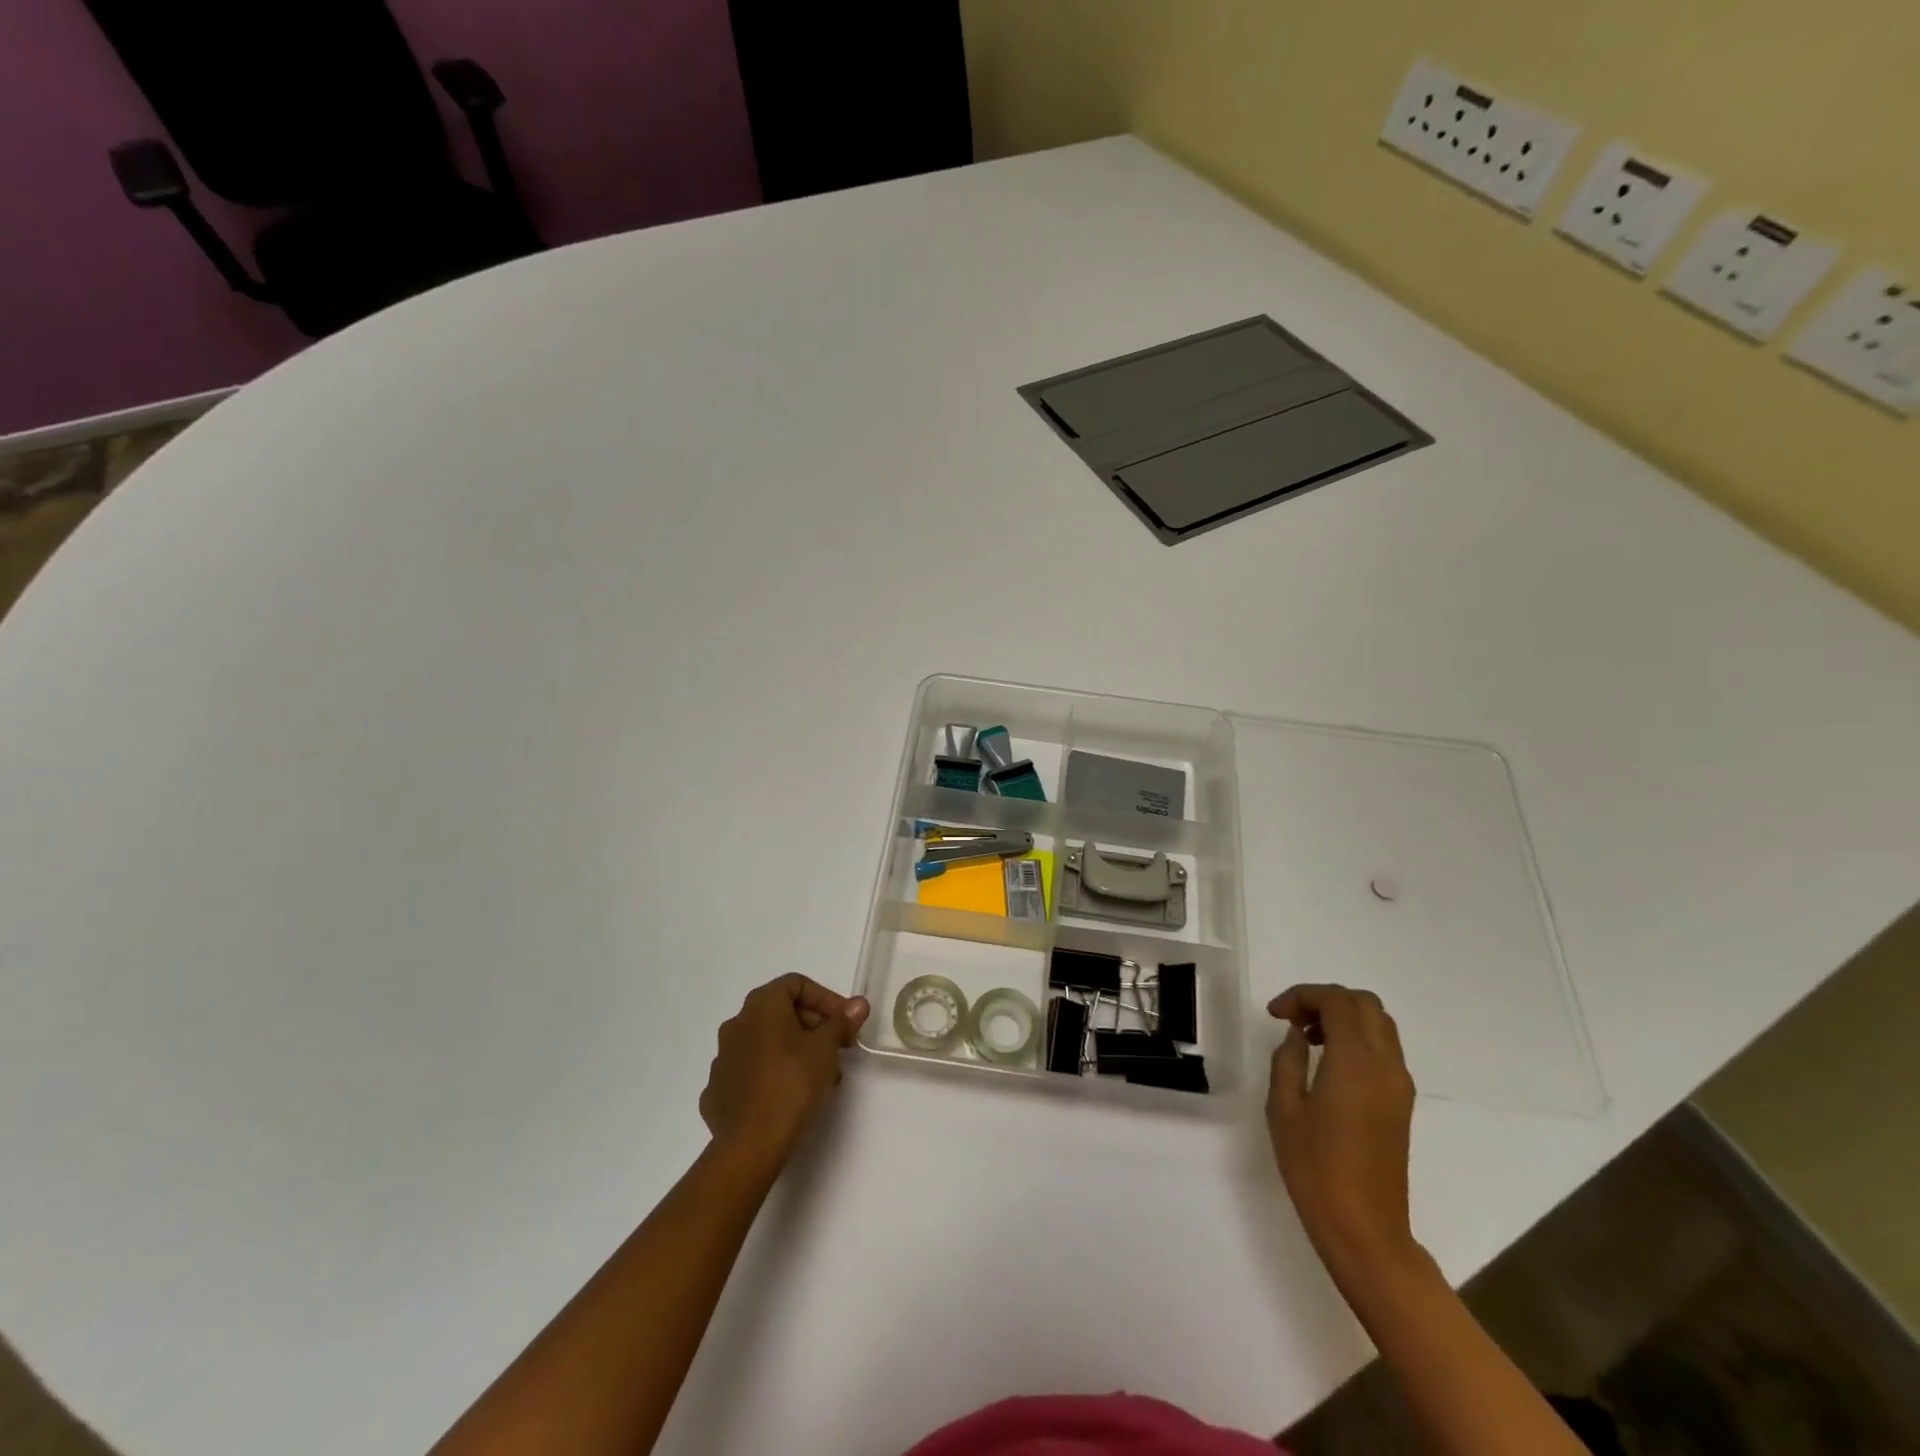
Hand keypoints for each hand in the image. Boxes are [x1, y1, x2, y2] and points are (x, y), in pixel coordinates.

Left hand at [699, 974, 869, 1174]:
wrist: (750, 1144)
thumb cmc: (792, 1083)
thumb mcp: (826, 1047)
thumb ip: (842, 1021)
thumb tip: (859, 1003)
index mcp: (761, 1005)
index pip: (797, 984)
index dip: (826, 998)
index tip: (845, 1022)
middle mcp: (736, 1024)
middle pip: (781, 1012)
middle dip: (814, 1026)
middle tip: (838, 1049)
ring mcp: (723, 1058)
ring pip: (767, 1043)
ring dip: (795, 1050)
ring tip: (821, 1076)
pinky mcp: (717, 1090)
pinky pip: (751, 1071)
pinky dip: (772, 1074)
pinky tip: (789, 1095)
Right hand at [1266, 984, 1417, 1274]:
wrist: (1365, 1228)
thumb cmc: (1315, 1168)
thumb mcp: (1284, 1109)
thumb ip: (1288, 1061)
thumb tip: (1298, 1036)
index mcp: (1355, 1063)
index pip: (1337, 1001)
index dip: (1302, 996)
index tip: (1275, 1014)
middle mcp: (1385, 1065)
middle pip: (1364, 1003)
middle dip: (1326, 1000)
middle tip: (1294, 1020)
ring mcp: (1399, 1085)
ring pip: (1379, 1024)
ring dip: (1344, 1017)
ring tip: (1309, 1038)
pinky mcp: (1402, 1103)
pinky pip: (1385, 1049)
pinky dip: (1358, 1038)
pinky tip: (1329, 1062)